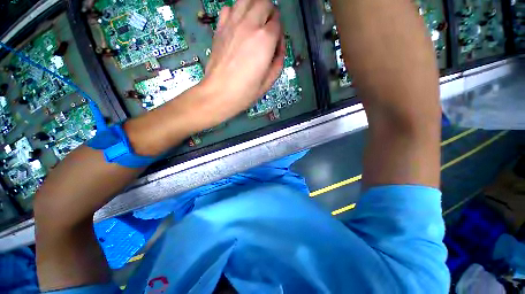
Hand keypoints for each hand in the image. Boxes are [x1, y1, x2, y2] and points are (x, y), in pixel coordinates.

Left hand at [196, 0, 284, 126]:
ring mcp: (232, 24)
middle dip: (270, 14)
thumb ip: (278, 62)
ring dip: (254, 7)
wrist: (219, 94)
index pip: (278, 23)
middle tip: (268, 30)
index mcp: (265, 40)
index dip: (279, 34)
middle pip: (265, 3)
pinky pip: (228, 8)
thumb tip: (279, 50)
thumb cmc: (245, 92)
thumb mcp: (268, 82)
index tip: (276, 47)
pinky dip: (235, 12)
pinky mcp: (220, 28)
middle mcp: (250, 25)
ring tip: (255, 23)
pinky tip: (237, 25)